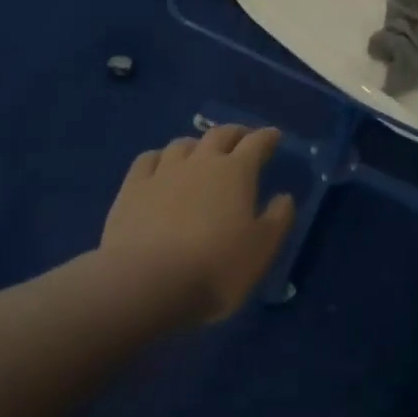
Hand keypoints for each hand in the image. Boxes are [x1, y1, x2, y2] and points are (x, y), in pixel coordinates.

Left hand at [100, 125, 295, 324]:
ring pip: (183, 144)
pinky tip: (160, 167)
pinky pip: (148, 159)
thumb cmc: (215, 267)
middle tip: (242, 139)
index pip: (257, 143)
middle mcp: (201, 161)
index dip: (268, 137)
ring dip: (197, 144)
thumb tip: (284, 197)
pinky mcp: (132, 188)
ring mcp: (164, 171)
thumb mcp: (261, 249)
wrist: (146, 283)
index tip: (275, 136)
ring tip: (200, 154)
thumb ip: (277, 219)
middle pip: (220, 134)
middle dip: (235, 133)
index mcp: (236, 172)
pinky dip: (159, 158)